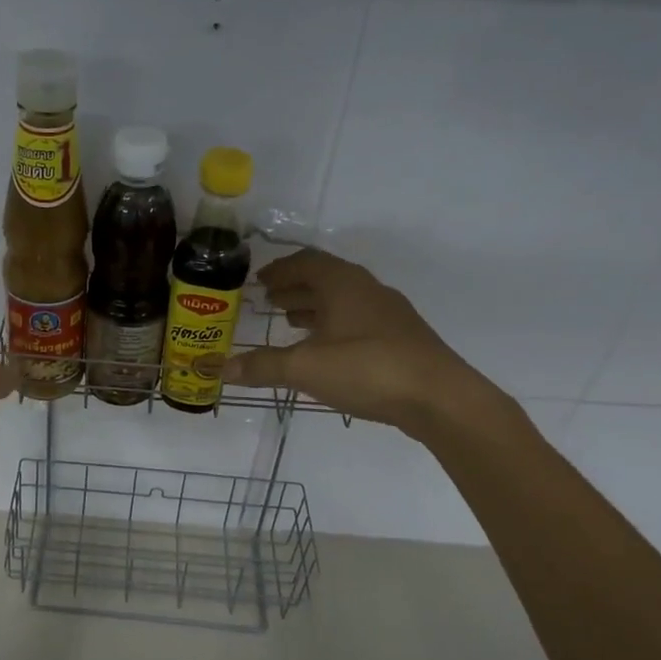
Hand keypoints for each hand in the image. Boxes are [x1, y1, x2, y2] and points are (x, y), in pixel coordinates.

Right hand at [223, 249, 486, 437]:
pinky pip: (357, 320)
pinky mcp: (400, 338)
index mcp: (343, 284)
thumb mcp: (306, 368)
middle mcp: (366, 290)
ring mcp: (388, 314)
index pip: (305, 262)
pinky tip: (325, 349)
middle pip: (325, 279)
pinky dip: (333, 325)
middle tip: (268, 301)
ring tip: (289, 322)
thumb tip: (220, 369)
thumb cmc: (368, 369)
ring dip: (314, 307)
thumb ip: (262, 366)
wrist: (440, 397)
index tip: (257, 282)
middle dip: (294, 288)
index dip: (279, 270)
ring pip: (343, 300)